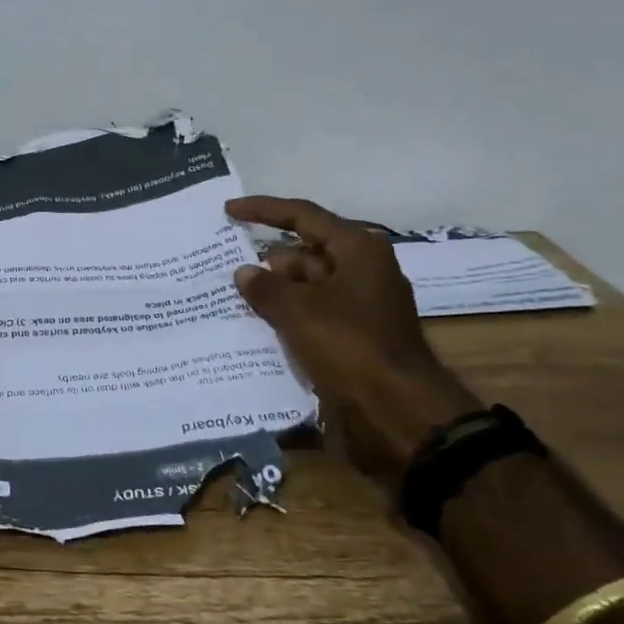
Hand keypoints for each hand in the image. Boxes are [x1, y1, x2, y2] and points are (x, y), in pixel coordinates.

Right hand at [225, 196, 480, 484]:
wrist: (399, 412)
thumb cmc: (350, 346)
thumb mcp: (299, 311)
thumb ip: (266, 287)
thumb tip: (244, 272)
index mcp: (357, 250)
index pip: (303, 216)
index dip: (263, 210)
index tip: (229, 211)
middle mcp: (361, 271)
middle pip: (304, 253)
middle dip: (266, 261)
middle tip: (224, 266)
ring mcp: (359, 305)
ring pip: (306, 287)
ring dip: (273, 293)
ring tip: (230, 299)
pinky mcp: (354, 336)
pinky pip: (311, 315)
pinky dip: (286, 317)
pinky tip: (254, 326)